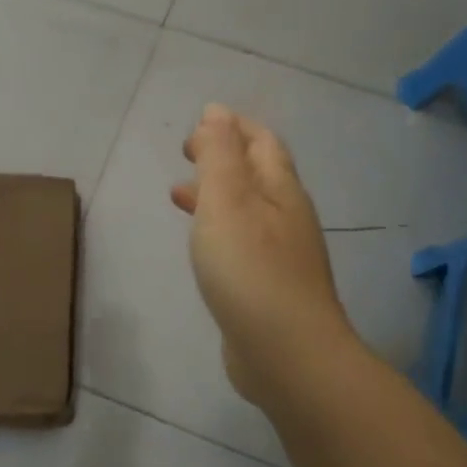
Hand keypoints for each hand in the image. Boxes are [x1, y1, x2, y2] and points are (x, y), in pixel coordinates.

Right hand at [172, 105, 355, 408]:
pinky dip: (218, 227)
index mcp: (280, 190)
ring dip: (216, 192)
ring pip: (247, 209)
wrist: (286, 354)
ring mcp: (282, 255)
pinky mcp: (269, 287)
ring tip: (179, 193)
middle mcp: (287, 217)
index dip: (233, 126)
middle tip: (186, 151)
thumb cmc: (250, 269)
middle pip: (257, 173)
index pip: (261, 142)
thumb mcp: (227, 200)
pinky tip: (202, 244)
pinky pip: (242, 241)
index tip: (199, 122)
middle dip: (223, 156)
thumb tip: (216, 112)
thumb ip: (219, 155)